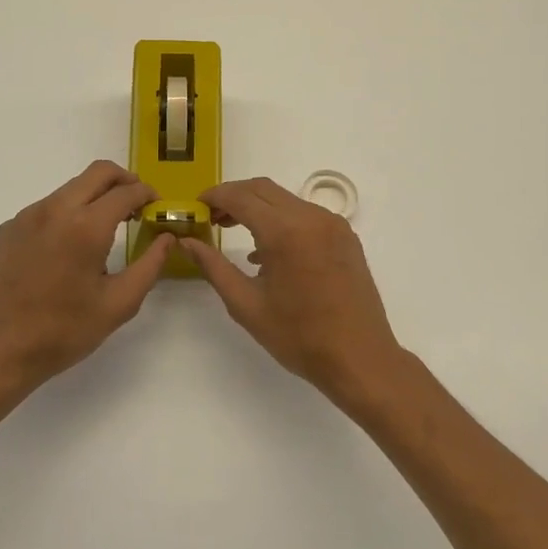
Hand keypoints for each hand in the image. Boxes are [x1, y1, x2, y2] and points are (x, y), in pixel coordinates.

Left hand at [0, 161, 175, 402]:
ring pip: (71, 188)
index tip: (157, 206)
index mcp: (86, 227)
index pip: (126, 191)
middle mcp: (55, 209)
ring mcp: (27, 216)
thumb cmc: (64, 331)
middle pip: (98, 172)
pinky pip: (47, 207)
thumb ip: (150, 265)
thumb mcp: (119, 304)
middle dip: (124, 180)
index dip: (147, 194)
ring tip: (105, 229)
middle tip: (137, 204)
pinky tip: (68, 248)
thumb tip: (167, 238)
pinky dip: (67, 214)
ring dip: (95, 196)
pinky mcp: (9, 228)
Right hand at [179, 177, 406, 400]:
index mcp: (285, 231)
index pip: (241, 197)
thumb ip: (214, 267)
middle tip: (212, 218)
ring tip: (235, 231)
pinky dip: (281, 220)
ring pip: (285, 199)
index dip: (215, 197)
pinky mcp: (345, 236)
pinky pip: (305, 215)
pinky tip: (268, 250)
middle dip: (234, 197)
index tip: (196, 206)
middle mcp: (311, 217)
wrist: (360, 358)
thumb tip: (187, 243)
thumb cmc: (299, 337)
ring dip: (258, 207)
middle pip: (263, 189)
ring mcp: (333, 224)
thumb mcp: (246, 305)